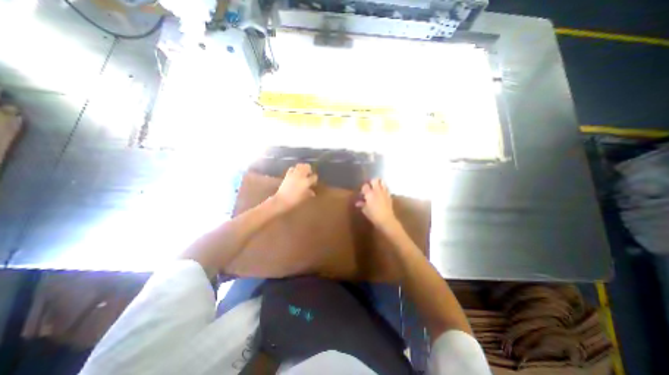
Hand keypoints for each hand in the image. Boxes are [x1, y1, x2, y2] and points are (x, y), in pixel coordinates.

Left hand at [274, 162, 320, 211]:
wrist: (282, 200)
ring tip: (303, 172)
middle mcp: (301, 176)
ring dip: (302, 167)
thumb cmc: (295, 200)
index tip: (314, 183)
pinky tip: (295, 173)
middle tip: (309, 174)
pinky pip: (292, 168)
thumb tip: (312, 192)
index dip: (315, 179)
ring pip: (300, 165)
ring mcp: (293, 174)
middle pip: (307, 167)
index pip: (314, 177)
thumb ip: (309, 193)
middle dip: (309, 169)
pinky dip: (294, 169)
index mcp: (306, 182)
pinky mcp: (287, 175)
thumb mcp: (304, 197)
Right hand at [358, 179, 397, 231]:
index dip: (363, 188)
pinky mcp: (389, 195)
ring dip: (379, 183)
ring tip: (376, 187)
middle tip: (369, 186)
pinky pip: (386, 188)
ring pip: (382, 181)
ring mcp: (384, 192)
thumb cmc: (373, 215)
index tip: (362, 192)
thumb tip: (358, 203)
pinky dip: (383, 188)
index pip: (365, 185)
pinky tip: (381, 193)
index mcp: (369, 194)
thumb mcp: (365, 210)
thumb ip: (361, 204)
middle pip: (374, 180)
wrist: (386, 220)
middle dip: (371, 182)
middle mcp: (377, 190)